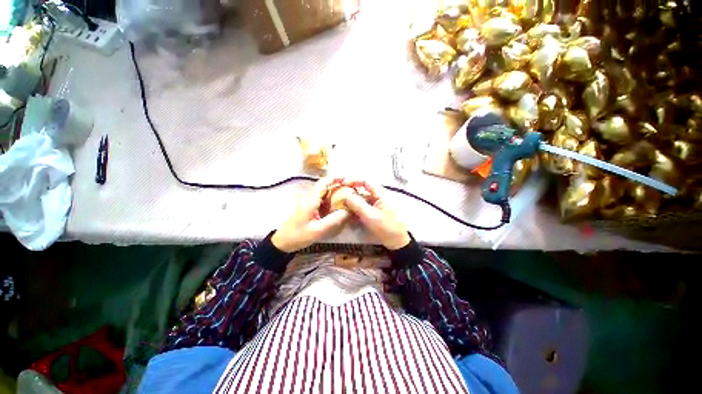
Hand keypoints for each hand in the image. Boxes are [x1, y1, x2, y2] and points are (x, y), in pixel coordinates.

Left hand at [272, 178, 349, 252]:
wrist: (282, 242)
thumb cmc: (298, 235)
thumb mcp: (318, 230)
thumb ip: (334, 220)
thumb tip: (349, 210)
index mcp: (311, 200)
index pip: (324, 182)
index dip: (335, 178)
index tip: (348, 180)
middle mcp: (309, 197)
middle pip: (325, 186)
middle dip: (338, 187)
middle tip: (352, 192)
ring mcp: (308, 202)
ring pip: (324, 193)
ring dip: (335, 194)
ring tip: (347, 200)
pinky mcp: (308, 207)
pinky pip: (321, 200)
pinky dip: (330, 201)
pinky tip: (337, 208)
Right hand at [344, 180, 410, 249]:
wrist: (397, 241)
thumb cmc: (386, 227)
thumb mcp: (370, 215)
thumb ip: (357, 204)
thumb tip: (346, 195)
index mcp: (381, 194)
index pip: (366, 181)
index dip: (354, 180)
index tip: (343, 183)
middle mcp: (379, 197)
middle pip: (363, 191)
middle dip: (352, 193)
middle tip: (340, 197)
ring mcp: (378, 205)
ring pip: (363, 200)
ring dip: (353, 203)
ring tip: (343, 207)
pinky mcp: (376, 212)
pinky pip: (364, 208)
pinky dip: (357, 210)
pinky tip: (350, 215)